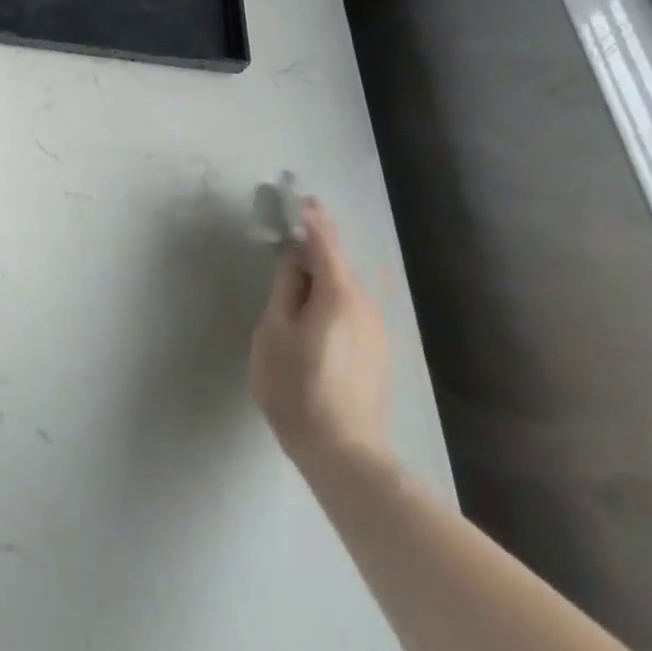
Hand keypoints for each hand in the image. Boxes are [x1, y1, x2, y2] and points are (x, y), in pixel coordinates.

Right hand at [248, 199, 394, 479]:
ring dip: (324, 275)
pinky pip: (352, 310)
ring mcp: (376, 331)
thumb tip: (294, 260)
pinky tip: (316, 311)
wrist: (343, 451)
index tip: (302, 199)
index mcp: (339, 295)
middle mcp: (365, 306)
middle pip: (339, 265)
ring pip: (347, 289)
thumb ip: (285, 290)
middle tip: (293, 234)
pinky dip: (332, 297)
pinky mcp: (377, 352)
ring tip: (298, 274)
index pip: (325, 244)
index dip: (313, 220)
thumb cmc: (296, 387)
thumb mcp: (275, 333)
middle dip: (317, 247)